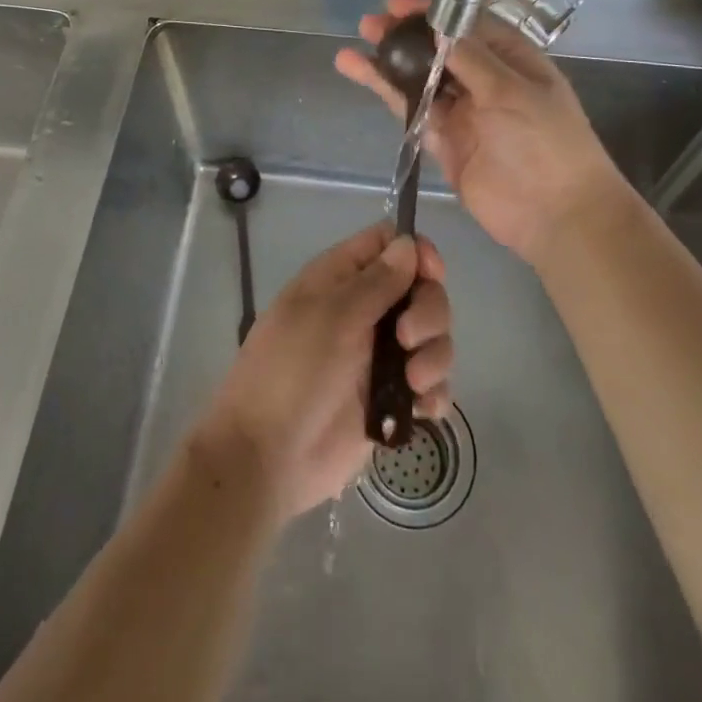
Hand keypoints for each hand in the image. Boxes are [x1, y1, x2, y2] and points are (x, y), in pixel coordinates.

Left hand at [195, 222, 452, 521]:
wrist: (266, 458)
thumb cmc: (292, 371)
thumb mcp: (333, 316)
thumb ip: (377, 280)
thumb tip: (409, 243)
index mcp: (341, 278)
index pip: (389, 243)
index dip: (416, 251)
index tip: (432, 274)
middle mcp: (365, 310)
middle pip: (421, 289)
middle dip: (429, 311)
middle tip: (407, 339)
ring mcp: (379, 356)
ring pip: (432, 337)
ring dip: (435, 355)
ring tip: (413, 383)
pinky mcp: (390, 399)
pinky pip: (430, 384)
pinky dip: (435, 392)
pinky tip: (423, 409)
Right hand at [336, 0, 635, 268]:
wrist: (555, 214)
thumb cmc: (546, 142)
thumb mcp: (513, 91)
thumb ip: (472, 60)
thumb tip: (438, 29)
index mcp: (511, 60)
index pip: (467, 26)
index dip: (433, 14)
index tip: (398, 6)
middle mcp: (485, 80)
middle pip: (438, 51)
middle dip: (405, 37)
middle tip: (370, 25)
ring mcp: (463, 112)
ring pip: (419, 79)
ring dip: (388, 63)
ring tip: (352, 49)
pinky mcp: (444, 140)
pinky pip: (412, 110)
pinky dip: (387, 92)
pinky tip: (361, 74)